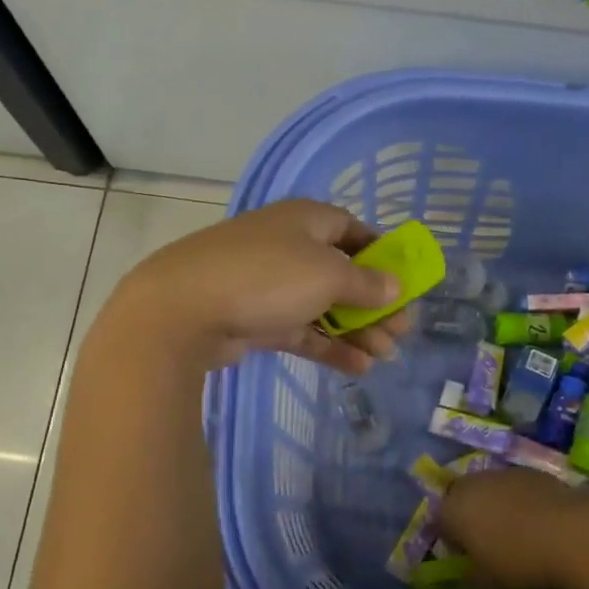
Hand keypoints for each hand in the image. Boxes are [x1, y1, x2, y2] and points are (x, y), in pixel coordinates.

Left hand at [107, 199, 414, 374]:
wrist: (182, 310)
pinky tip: (358, 367)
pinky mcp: (255, 319)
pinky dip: (329, 346)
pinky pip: (301, 330)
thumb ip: (366, 282)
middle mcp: (288, 246)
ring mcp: (269, 284)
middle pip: (342, 273)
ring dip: (356, 330)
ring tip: (386, 356)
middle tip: (402, 332)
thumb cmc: (266, 277)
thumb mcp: (327, 275)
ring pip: (323, 306)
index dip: (382, 255)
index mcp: (306, 220)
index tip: (405, 282)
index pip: (353, 230)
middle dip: (374, 303)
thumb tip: (394, 286)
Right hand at [438, 468, 588, 588]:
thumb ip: (470, 574)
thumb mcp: (488, 582)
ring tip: (517, 531)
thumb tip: (468, 570)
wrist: (571, 532)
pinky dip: (521, 501)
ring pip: (490, 489)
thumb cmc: (519, 560)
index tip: (467, 557)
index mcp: (453, 508)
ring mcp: (503, 473)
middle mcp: (473, 483)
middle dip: (470, 516)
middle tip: (488, 541)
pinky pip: (516, 487)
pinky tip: (539, 522)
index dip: (451, 540)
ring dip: (496, 505)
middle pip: (462, 497)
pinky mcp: (532, 471)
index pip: (440, 521)